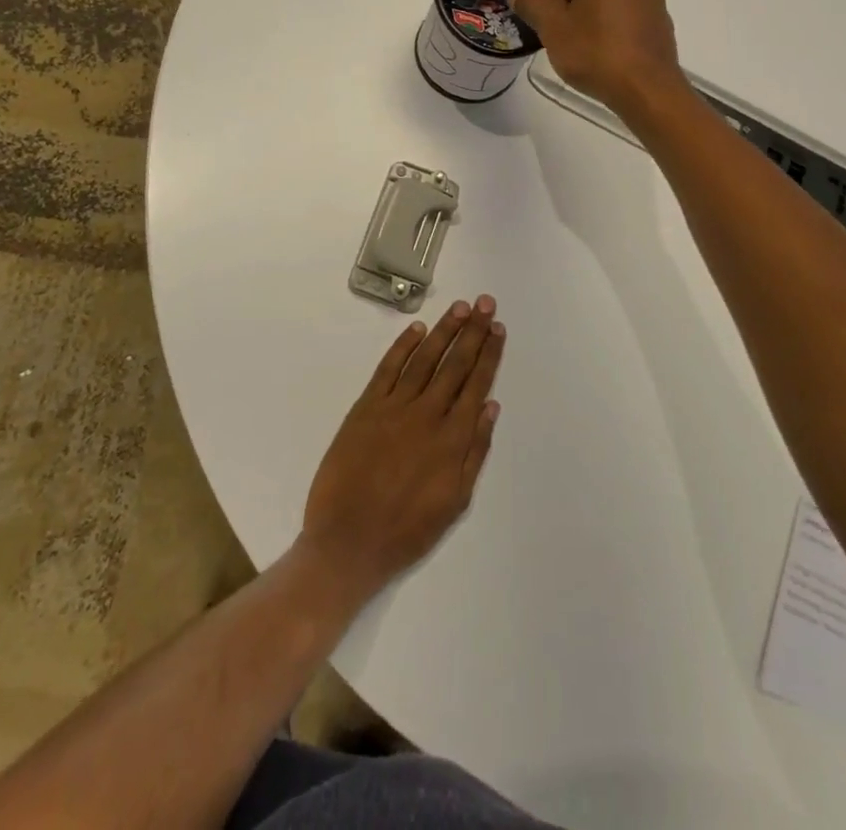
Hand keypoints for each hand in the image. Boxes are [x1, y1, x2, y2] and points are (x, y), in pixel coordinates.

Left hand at [300, 298, 504, 603]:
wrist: (347, 542)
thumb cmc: (406, 530)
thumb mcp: (455, 502)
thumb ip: (475, 452)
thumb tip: (491, 407)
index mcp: (452, 439)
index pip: (476, 384)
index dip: (489, 354)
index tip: (498, 328)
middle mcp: (427, 414)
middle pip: (455, 364)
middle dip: (473, 331)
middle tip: (485, 303)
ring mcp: (394, 407)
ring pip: (425, 359)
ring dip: (444, 330)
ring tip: (459, 307)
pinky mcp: (366, 407)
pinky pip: (388, 368)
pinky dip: (403, 346)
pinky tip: (417, 329)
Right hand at [507, 0, 687, 118]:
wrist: (646, 89)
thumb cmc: (595, 51)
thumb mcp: (552, 27)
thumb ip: (531, 4)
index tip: (534, 11)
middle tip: (548, 24)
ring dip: (581, 4)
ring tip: (570, 35)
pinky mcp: (658, 12)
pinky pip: (622, 3)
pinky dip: (604, 15)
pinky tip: (596, 43)